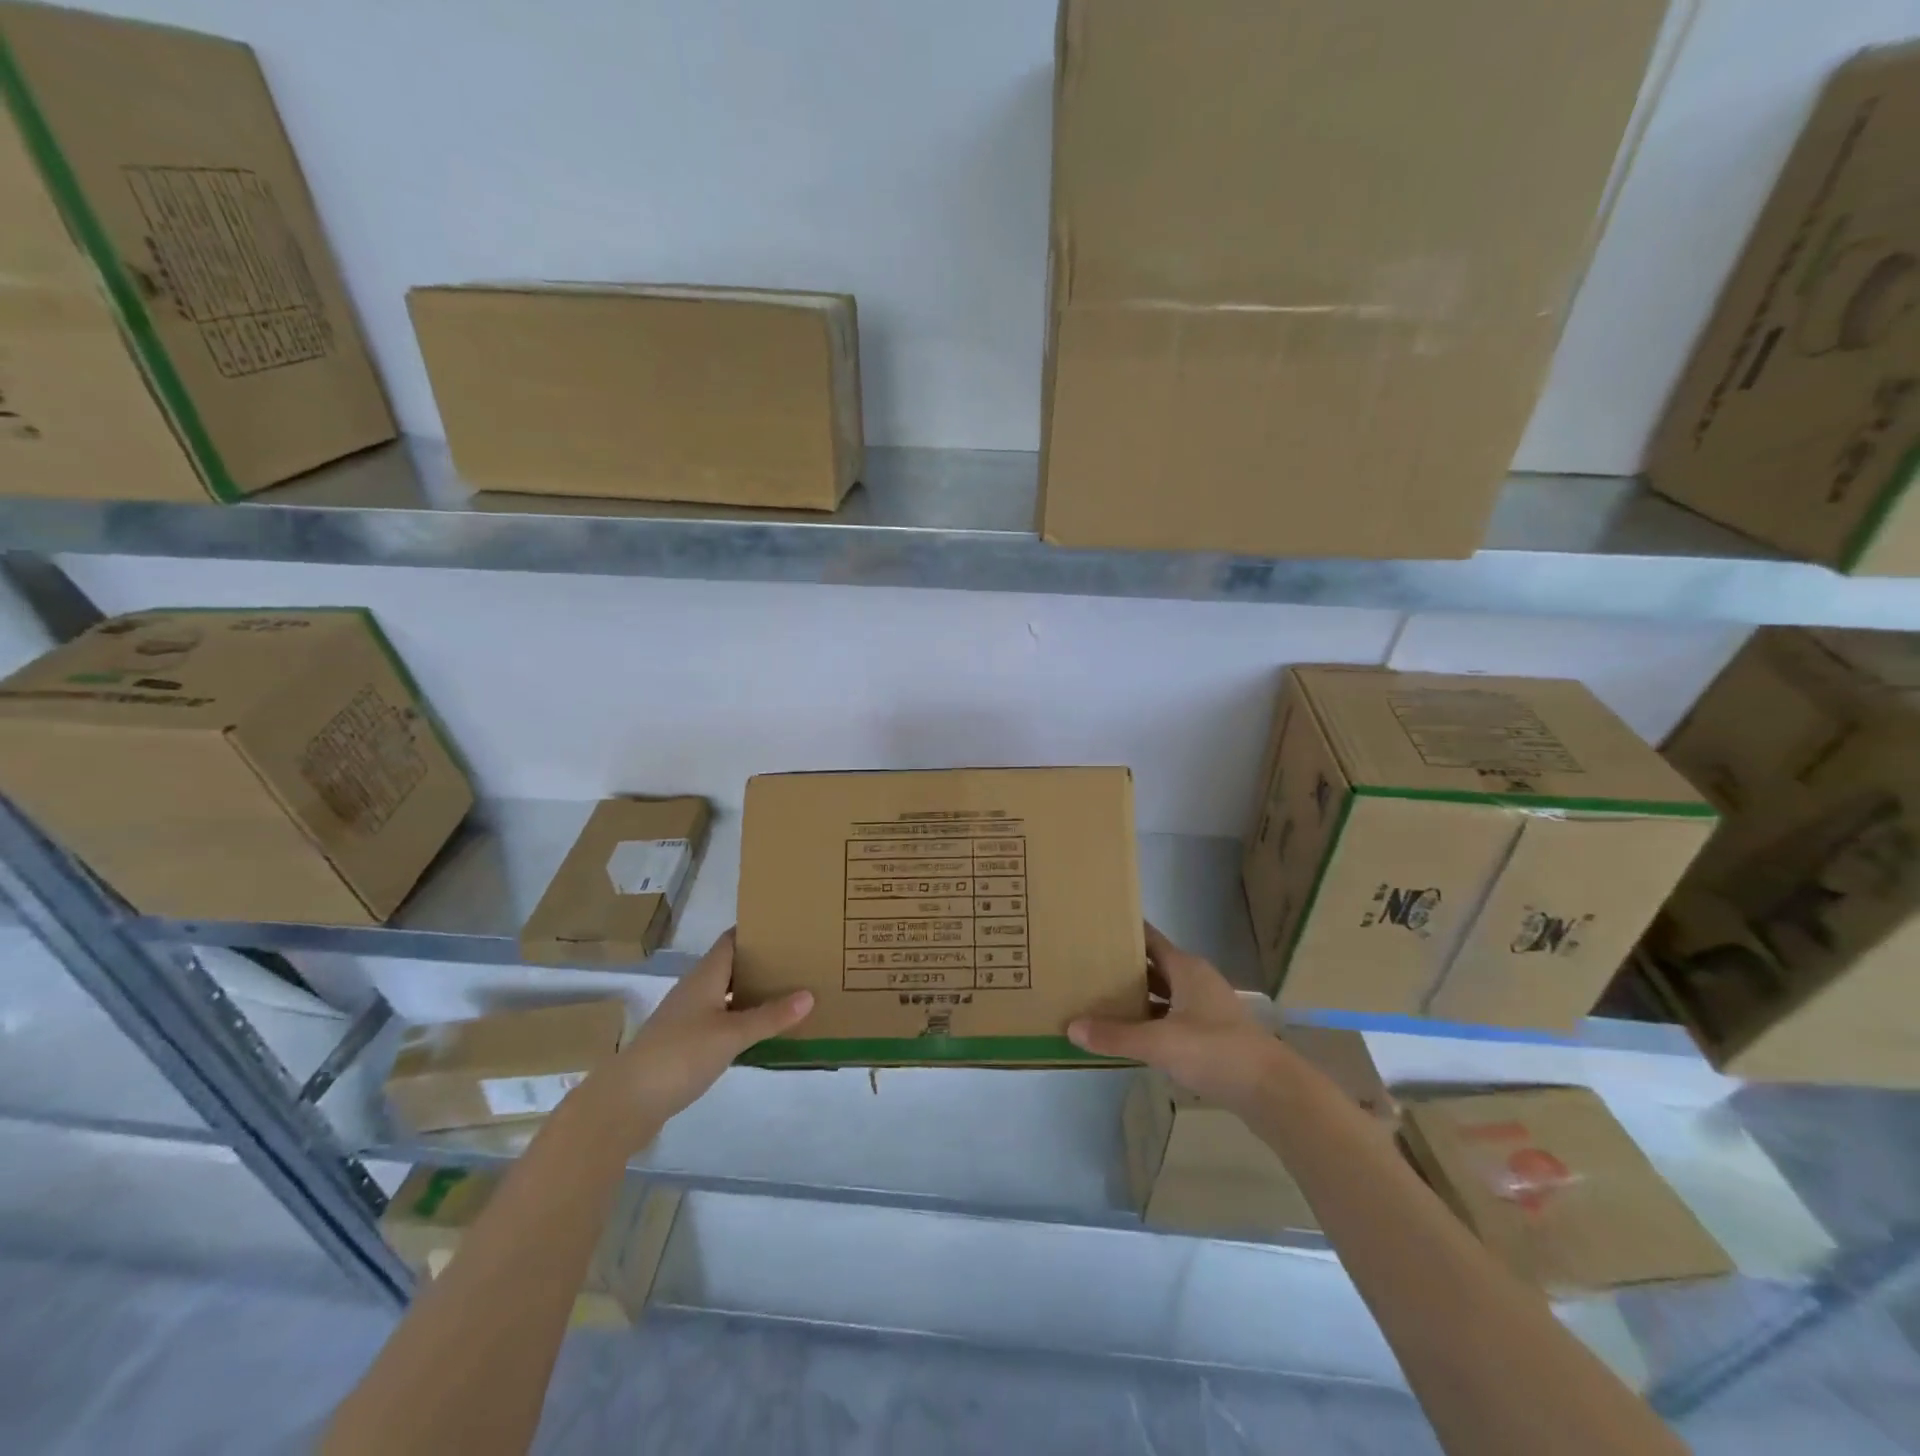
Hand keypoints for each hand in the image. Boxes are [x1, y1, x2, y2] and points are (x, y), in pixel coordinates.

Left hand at [584, 930, 811, 1142]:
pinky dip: (742, 1019)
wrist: (627, 1102)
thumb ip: (770, 1016)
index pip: (732, 940)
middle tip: (800, 961)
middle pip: (732, 965)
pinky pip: (721, 1019)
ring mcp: (687, 1017)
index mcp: (705, 976)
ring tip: (790, 992)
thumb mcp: (731, 1035)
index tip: (789, 927)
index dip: (757, 931)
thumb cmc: (680, 1055)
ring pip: (727, 994)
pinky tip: (762, 1031)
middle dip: (763, 962)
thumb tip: (809, 994)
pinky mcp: (684, 1042)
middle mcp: (695, 989)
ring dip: (753, 992)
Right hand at [1068, 923, 1283, 1113]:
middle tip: (1086, 967)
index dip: (1124, 933)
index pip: (1149, 939)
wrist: (1273, 1090)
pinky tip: (1131, 1033)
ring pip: (1164, 993)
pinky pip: (1172, 1016)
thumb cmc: (1216, 1051)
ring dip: (1138, 996)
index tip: (1094, 929)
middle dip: (1124, 967)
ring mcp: (1206, 1007)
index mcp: (1186, 968)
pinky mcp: (1212, 1033)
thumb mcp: (1160, 1043)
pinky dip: (1152, 1020)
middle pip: (1154, 966)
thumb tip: (1071, 1027)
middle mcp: (1196, 980)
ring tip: (1101, 999)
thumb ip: (1116, 1035)